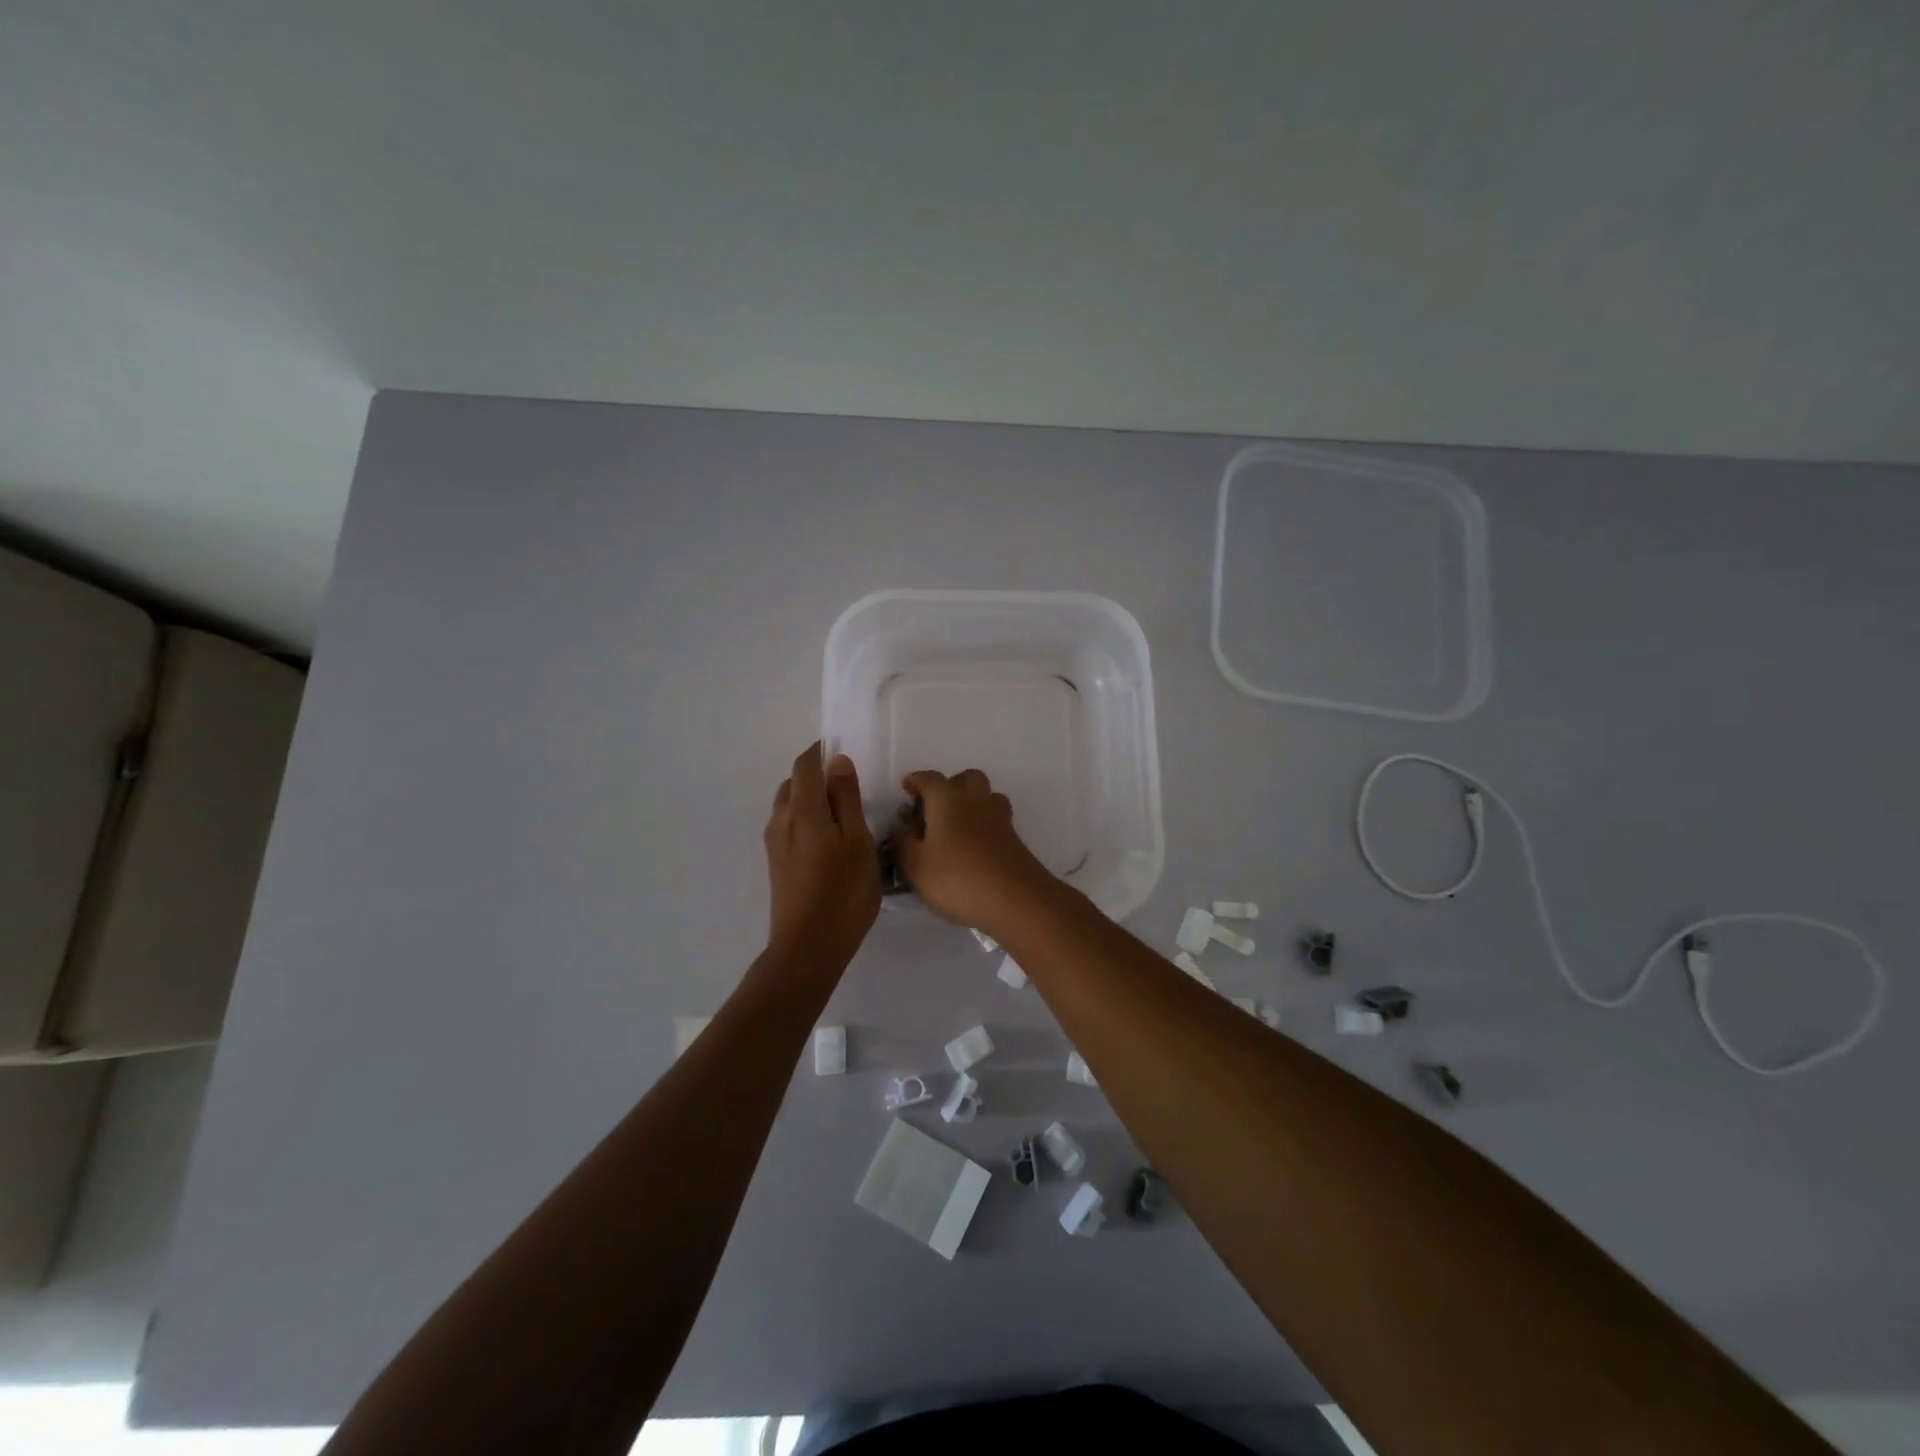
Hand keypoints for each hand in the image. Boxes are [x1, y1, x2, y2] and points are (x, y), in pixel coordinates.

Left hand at [764, 743, 880, 969]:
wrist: (808, 948)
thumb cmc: (843, 893)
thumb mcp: (858, 842)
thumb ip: (846, 800)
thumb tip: (837, 762)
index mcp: (802, 810)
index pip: (805, 765)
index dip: (820, 751)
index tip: (843, 750)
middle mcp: (781, 821)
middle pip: (794, 783)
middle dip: (816, 775)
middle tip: (850, 787)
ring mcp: (775, 844)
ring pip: (789, 805)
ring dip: (811, 799)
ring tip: (843, 814)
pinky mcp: (776, 864)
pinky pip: (788, 825)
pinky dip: (806, 819)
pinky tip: (829, 840)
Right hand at [892, 769, 1059, 934]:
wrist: (1016, 899)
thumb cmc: (958, 878)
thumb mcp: (916, 866)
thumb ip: (903, 843)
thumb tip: (901, 828)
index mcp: (947, 800)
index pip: (930, 779)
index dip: (916, 781)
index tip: (906, 788)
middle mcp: (975, 800)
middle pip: (966, 778)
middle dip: (950, 786)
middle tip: (934, 808)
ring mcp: (999, 818)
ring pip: (986, 796)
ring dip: (971, 803)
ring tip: (956, 826)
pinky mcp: (1014, 838)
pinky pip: (996, 819)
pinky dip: (983, 824)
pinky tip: (974, 847)